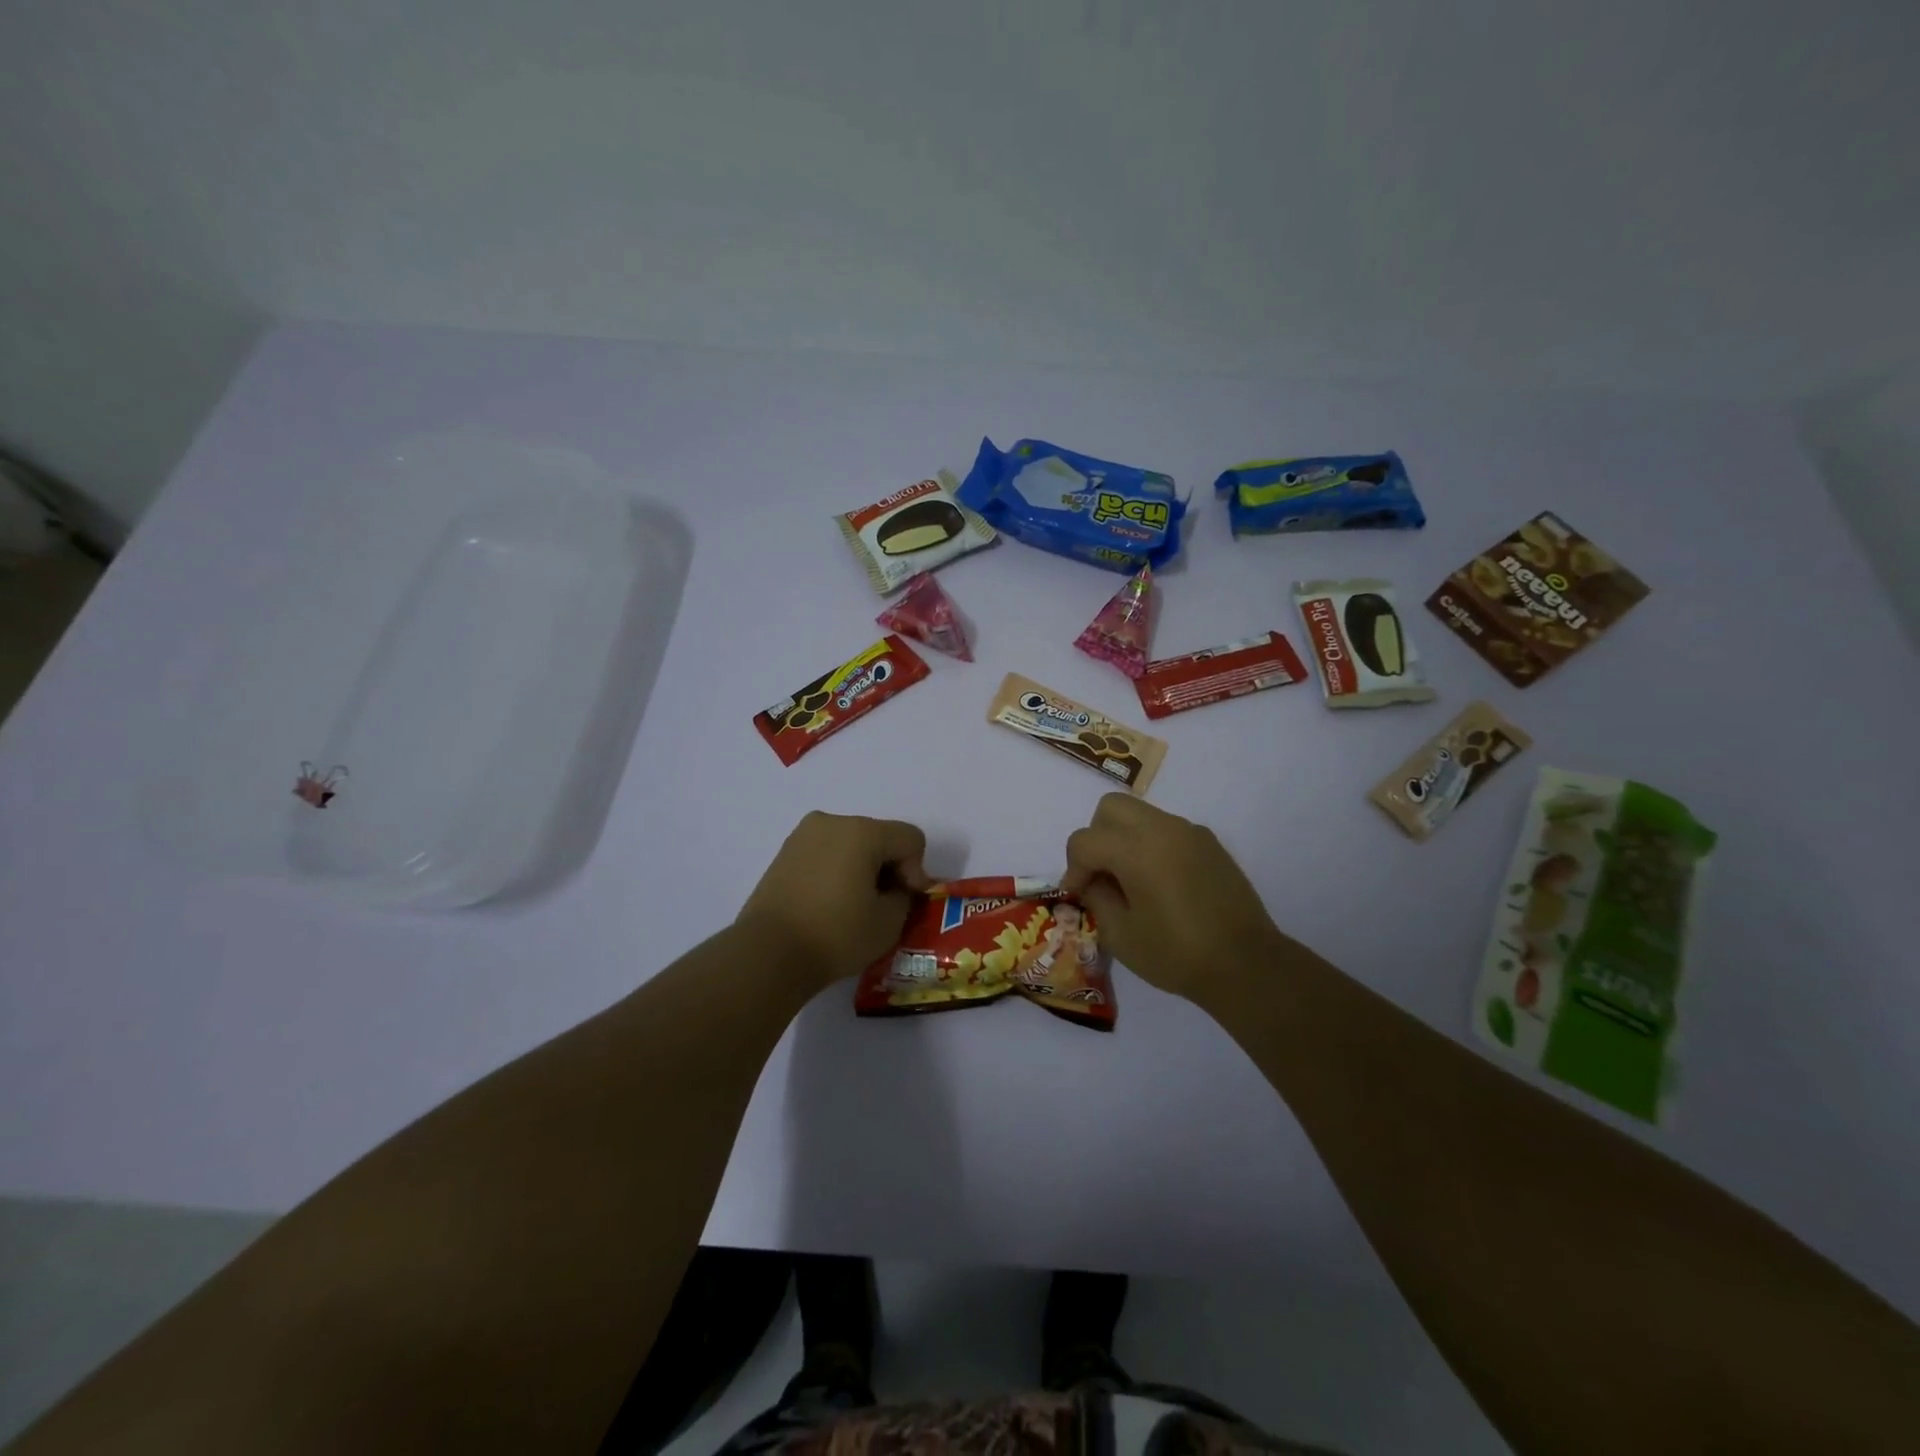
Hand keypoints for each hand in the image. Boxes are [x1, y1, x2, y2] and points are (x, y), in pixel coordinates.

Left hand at [735, 811, 930, 987]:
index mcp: (862, 831)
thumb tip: (896, 889)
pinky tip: (830, 904)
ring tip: (855, 906)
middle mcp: (832, 822)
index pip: (909, 839)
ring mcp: (803, 835)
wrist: (768, 954)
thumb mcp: (889, 922)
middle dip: (889, 867)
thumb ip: (905, 896)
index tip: (905, 902)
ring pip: (851, 844)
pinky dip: (837, 871)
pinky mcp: (784, 854)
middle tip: (884, 905)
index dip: (916, 870)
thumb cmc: (836, 934)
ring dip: (862, 868)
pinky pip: (825, 854)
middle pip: (879, 837)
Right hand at [1060, 794, 1283, 1001]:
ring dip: (1124, 839)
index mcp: (1136, 849)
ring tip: (1130, 881)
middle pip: (1111, 807)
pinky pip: (1167, 830)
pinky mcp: (1210, 843)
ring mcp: (1190, 832)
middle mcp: (1162, 828)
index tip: (1079, 896)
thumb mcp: (1120, 935)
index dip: (1073, 868)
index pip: (1085, 840)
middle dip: (1096, 837)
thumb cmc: (1177, 953)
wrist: (1247, 964)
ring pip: (1141, 814)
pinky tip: (1161, 884)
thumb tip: (1093, 882)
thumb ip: (1097, 898)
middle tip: (1101, 875)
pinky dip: (1152, 845)